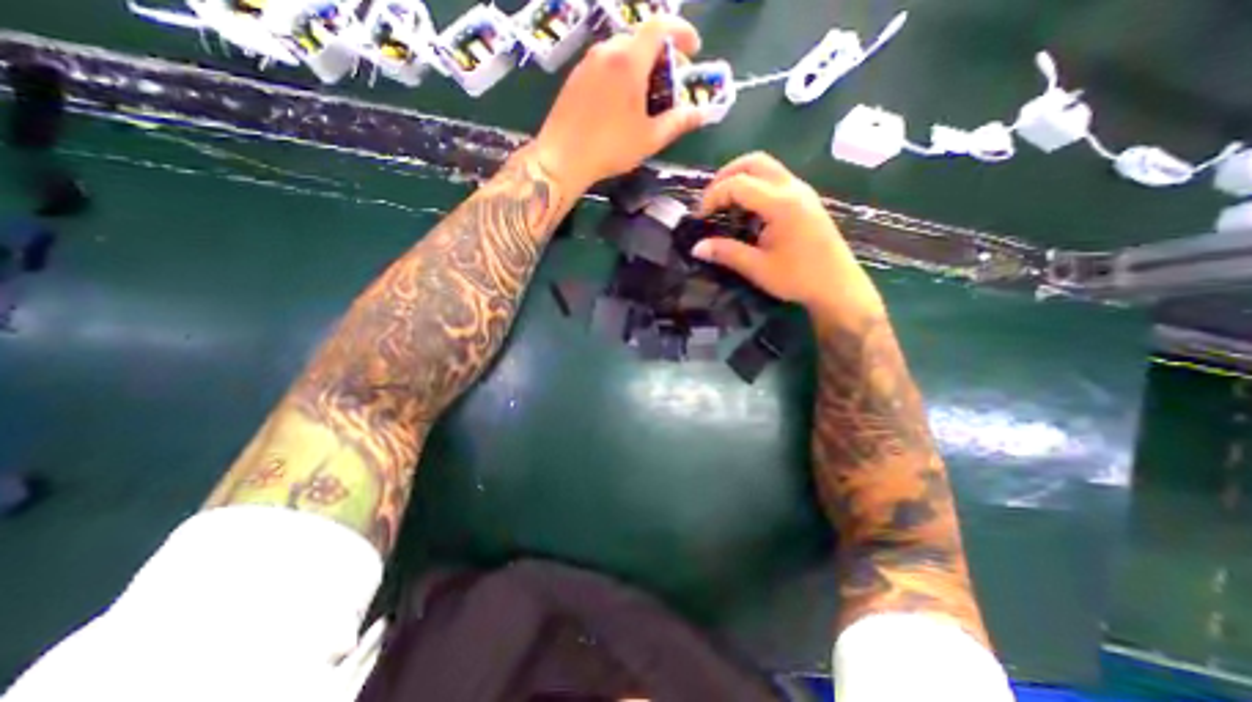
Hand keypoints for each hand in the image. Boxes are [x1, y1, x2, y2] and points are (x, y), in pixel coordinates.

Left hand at [527, 17, 702, 192]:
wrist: (562, 159)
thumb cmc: (610, 148)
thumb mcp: (650, 138)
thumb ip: (678, 122)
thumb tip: (702, 113)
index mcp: (628, 60)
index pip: (660, 26)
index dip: (682, 32)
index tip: (694, 50)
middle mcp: (607, 51)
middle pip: (640, 40)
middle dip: (662, 57)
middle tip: (670, 84)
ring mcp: (587, 62)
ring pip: (621, 53)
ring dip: (640, 67)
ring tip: (645, 98)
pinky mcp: (575, 77)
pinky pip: (605, 65)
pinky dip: (620, 74)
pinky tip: (621, 104)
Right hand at [689, 155, 882, 323]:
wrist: (838, 287)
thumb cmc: (798, 278)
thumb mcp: (757, 268)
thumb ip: (726, 253)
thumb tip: (696, 248)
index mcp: (781, 203)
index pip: (738, 184)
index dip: (713, 196)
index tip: (700, 218)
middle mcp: (793, 188)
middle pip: (754, 162)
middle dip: (726, 176)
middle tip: (710, 201)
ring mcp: (802, 191)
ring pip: (766, 167)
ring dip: (741, 178)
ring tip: (725, 205)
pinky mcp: (806, 200)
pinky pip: (776, 179)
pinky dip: (755, 186)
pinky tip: (747, 212)